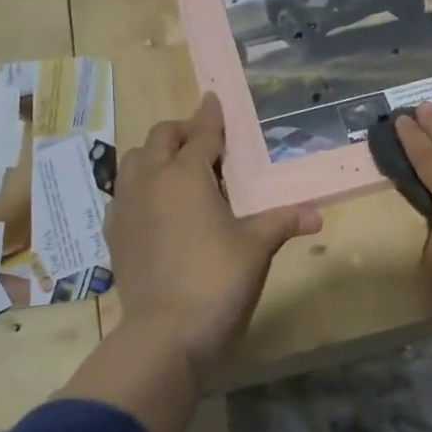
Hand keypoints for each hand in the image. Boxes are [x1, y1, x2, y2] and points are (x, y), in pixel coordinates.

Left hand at [104, 92, 321, 382]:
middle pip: (161, 138)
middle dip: (181, 131)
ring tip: (177, 169)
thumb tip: (317, 215)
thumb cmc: (217, 279)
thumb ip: (282, 221)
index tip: (213, 99)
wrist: (165, 333)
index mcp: (186, 174)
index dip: (211, 116)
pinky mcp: (114, 233)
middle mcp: (151, 180)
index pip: (202, 134)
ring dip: (155, 155)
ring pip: (133, 161)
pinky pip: (123, 193)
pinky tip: (155, 205)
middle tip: (203, 140)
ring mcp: (127, 206)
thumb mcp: (256, 247)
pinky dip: (139, 186)